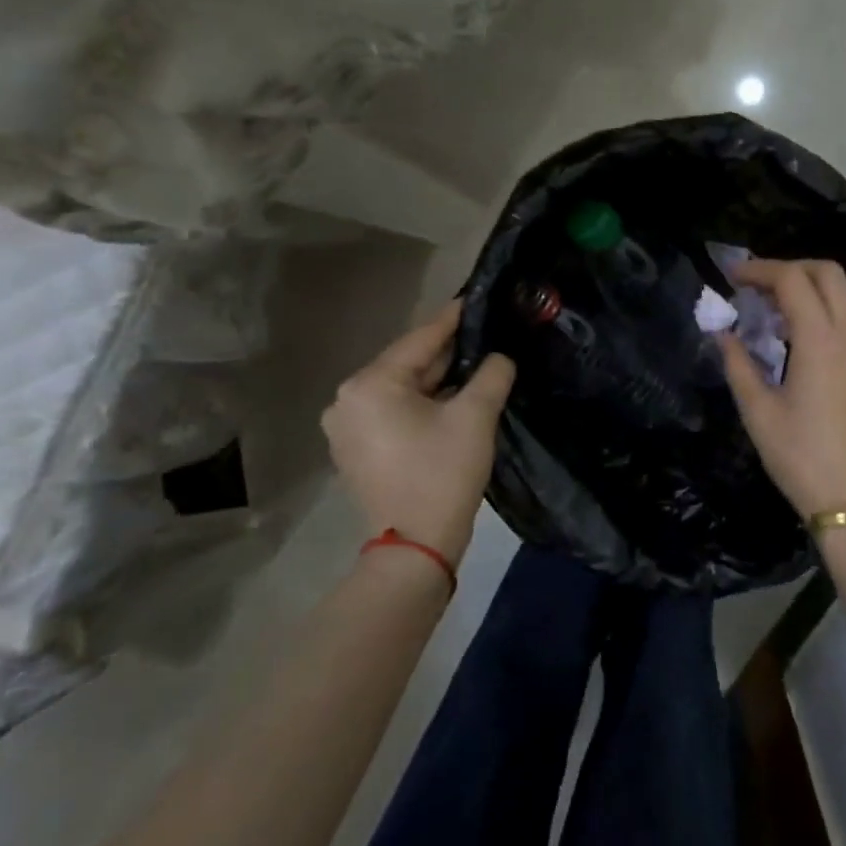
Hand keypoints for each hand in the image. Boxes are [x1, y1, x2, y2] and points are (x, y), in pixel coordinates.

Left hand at [323, 300, 515, 567]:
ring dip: (436, 380)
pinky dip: (420, 403)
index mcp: (370, 384)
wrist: (415, 546)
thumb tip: (499, 358)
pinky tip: (450, 399)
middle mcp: (347, 399)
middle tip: (483, 335)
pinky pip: (392, 411)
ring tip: (474, 365)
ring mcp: (346, 426)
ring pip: (401, 389)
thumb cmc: (442, 473)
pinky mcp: (355, 449)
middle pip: (407, 364)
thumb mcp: (475, 416)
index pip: (420, 340)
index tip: (475, 299)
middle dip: (446, 353)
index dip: (453, 320)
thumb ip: (491, 374)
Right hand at [718, 259, 845, 517]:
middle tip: (755, 285)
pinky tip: (799, 333)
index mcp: (821, 342)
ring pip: (845, 293)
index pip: (793, 280)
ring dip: (810, 285)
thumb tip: (722, 333)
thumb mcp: (759, 413)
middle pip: (828, 273)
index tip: (731, 277)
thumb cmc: (801, 459)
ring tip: (774, 306)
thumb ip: (738, 364)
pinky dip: (826, 306)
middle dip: (789, 267)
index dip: (760, 270)